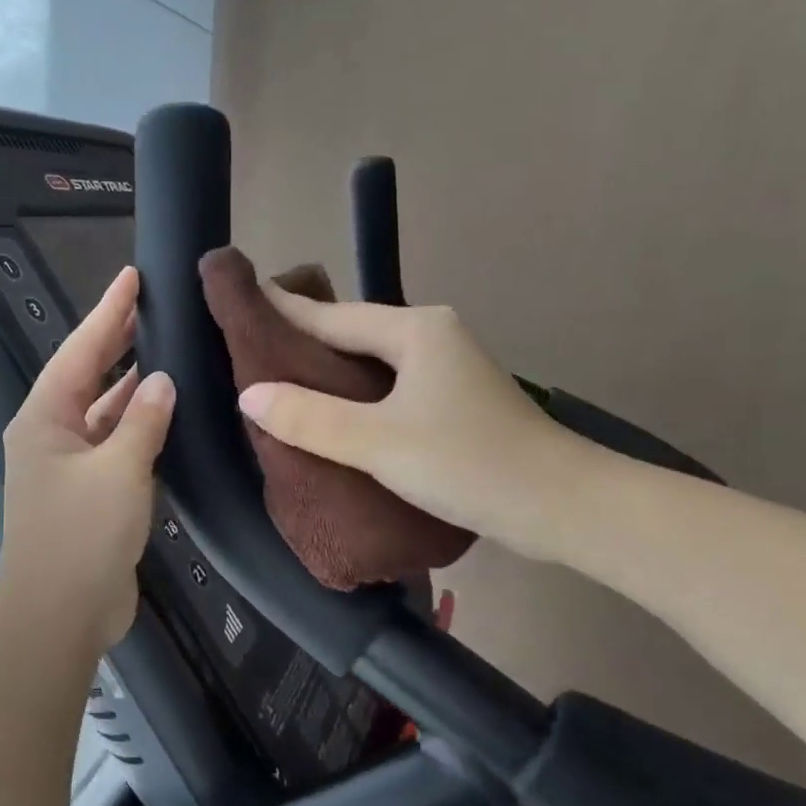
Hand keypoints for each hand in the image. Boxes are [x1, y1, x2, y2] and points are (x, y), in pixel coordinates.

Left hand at [0, 267, 175, 652]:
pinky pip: (113, 445)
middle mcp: (50, 435)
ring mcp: (67, 467)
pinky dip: (136, 426)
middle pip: (86, 376)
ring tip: (163, 349)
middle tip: (151, 305)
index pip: (80, 352)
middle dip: (115, 341)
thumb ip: (143, 421)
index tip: (132, 277)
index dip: (107, 313)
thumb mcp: (118, 471)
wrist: (59, 618)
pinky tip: (164, 412)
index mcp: (44, 420)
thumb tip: (161, 380)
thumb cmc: (81, 536)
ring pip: (101, 412)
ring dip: (128, 385)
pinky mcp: (87, 495)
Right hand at [236, 293, 598, 561]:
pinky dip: (355, 394)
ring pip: (371, 361)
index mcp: (415, 329)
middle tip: (249, 345)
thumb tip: (250, 394)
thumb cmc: (469, 463)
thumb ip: (310, 418)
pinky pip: (388, 386)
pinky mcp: (453, 401)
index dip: (284, 309)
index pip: (332, 315)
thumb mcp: (379, 442)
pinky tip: (331, 411)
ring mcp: (446, 368)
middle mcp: (431, 336)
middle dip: (303, 339)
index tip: (241, 298)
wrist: (564, 507)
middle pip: (352, 333)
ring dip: (329, 369)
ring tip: (279, 379)